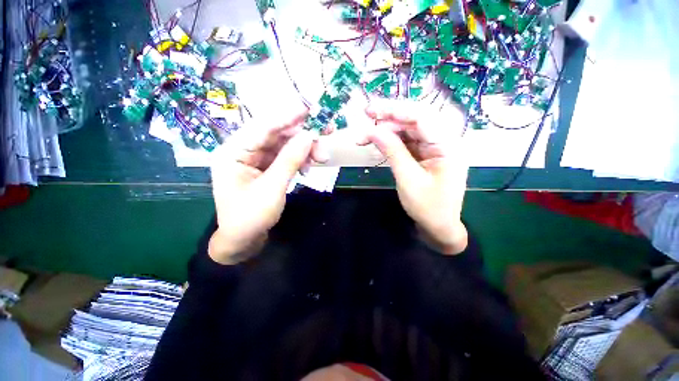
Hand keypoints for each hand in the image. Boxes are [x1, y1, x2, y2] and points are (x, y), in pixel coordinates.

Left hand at [209, 108, 326, 264]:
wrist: (244, 240)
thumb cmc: (251, 217)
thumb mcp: (272, 188)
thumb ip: (290, 160)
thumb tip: (309, 136)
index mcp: (233, 151)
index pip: (263, 127)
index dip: (288, 116)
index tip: (310, 107)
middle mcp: (244, 150)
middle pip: (277, 134)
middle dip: (303, 135)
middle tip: (327, 132)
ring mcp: (256, 159)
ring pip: (285, 146)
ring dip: (305, 149)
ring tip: (322, 157)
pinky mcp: (266, 168)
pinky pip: (286, 157)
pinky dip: (300, 160)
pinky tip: (309, 167)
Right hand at [359, 100, 469, 254]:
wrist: (438, 226)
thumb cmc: (427, 207)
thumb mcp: (408, 179)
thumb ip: (392, 151)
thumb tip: (373, 131)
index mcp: (447, 146)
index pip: (421, 117)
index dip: (395, 110)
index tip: (371, 110)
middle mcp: (442, 141)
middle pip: (414, 120)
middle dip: (389, 117)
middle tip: (366, 116)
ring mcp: (433, 148)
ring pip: (408, 130)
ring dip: (387, 131)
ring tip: (365, 136)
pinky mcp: (424, 155)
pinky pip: (406, 142)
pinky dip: (391, 141)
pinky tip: (377, 142)